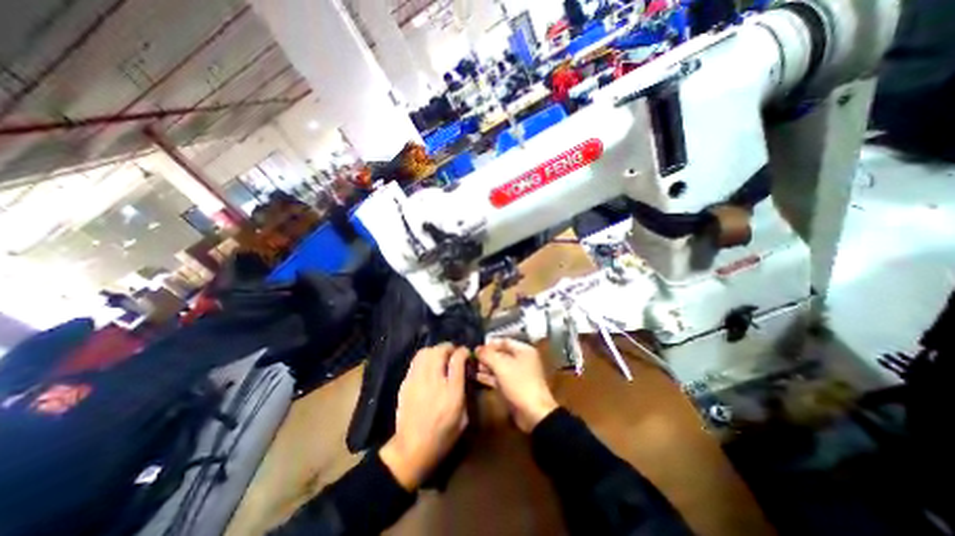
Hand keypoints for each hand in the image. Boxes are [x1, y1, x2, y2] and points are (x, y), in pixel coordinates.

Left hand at [380, 343, 467, 490]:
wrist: (411, 450)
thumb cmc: (442, 437)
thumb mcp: (463, 418)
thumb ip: (465, 392)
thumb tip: (465, 375)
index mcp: (451, 392)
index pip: (458, 359)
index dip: (464, 352)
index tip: (466, 353)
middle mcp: (434, 381)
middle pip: (440, 351)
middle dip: (449, 347)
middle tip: (453, 352)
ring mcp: (417, 380)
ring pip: (425, 352)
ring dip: (435, 350)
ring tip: (440, 356)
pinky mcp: (406, 383)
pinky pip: (415, 361)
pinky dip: (424, 358)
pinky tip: (428, 366)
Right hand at [477, 339, 561, 435]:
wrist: (533, 413)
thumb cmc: (519, 383)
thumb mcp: (501, 365)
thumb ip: (487, 355)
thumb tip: (477, 349)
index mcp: (524, 350)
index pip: (504, 341)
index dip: (490, 344)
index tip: (477, 347)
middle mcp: (522, 360)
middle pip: (501, 354)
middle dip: (487, 356)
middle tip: (473, 358)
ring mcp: (518, 375)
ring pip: (499, 367)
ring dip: (487, 367)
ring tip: (473, 367)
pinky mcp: (513, 388)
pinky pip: (499, 378)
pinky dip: (489, 377)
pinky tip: (477, 377)